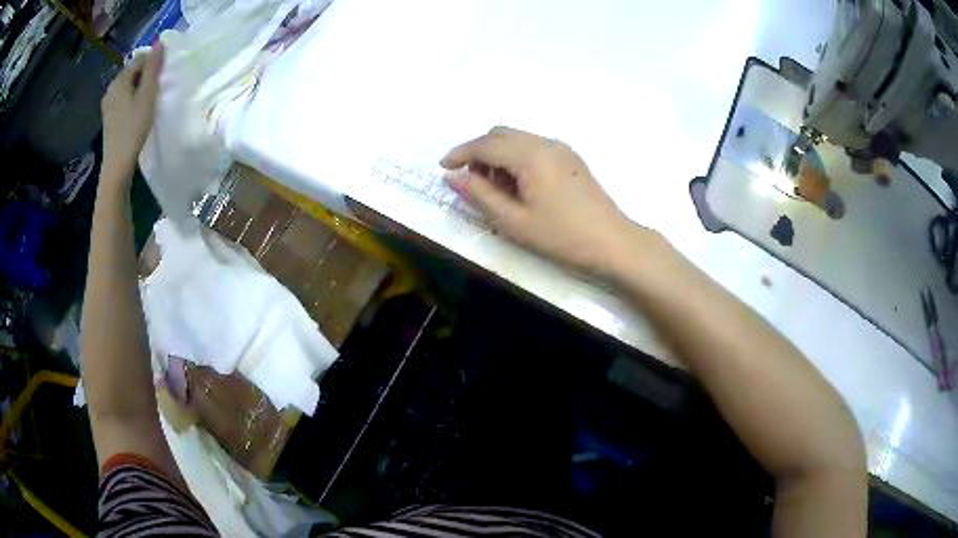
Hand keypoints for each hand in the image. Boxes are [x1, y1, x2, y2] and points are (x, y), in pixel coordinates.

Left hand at [100, 45, 163, 185]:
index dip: (154, 63)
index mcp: (120, 79)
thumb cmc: (134, 128)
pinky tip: (137, 112)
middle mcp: (111, 87)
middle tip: (157, 89)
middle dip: (146, 75)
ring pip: (128, 85)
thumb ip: (153, 68)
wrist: (117, 165)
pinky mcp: (108, 117)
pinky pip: (123, 98)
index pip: (141, 58)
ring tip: (148, 101)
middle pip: (133, 71)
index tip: (163, 76)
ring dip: (139, 88)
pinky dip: (132, 99)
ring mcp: (108, 103)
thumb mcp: (147, 95)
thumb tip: (159, 43)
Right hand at [441, 126, 644, 274]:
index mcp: (530, 155)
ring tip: (495, 188)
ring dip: (498, 154)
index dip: (460, 153)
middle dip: (479, 151)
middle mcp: (545, 142)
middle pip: (501, 133)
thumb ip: (480, 195)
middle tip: (470, 181)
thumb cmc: (562, 237)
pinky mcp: (570, 158)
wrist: (613, 242)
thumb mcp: (514, 221)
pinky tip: (518, 185)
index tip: (442, 167)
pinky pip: (533, 147)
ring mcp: (561, 148)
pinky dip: (516, 157)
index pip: (485, 144)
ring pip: (517, 139)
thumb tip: (453, 177)